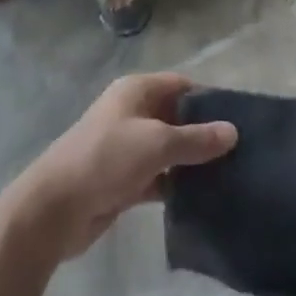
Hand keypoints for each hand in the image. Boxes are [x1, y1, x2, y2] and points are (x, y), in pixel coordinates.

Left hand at [1, 74, 237, 262]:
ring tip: (230, 175)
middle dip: (204, 132)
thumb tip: (233, 131)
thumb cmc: (106, 159)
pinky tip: (203, 198)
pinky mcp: (124, 180)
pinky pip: (158, 177)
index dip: (208, 99)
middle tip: (241, 152)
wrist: (54, 209)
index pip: (181, 85)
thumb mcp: (156, 144)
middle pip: (176, 117)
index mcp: (136, 91)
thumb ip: (196, 139)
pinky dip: (176, 185)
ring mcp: (127, 147)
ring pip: (168, 149)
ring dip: (191, 161)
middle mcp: (132, 113)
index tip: (240, 119)